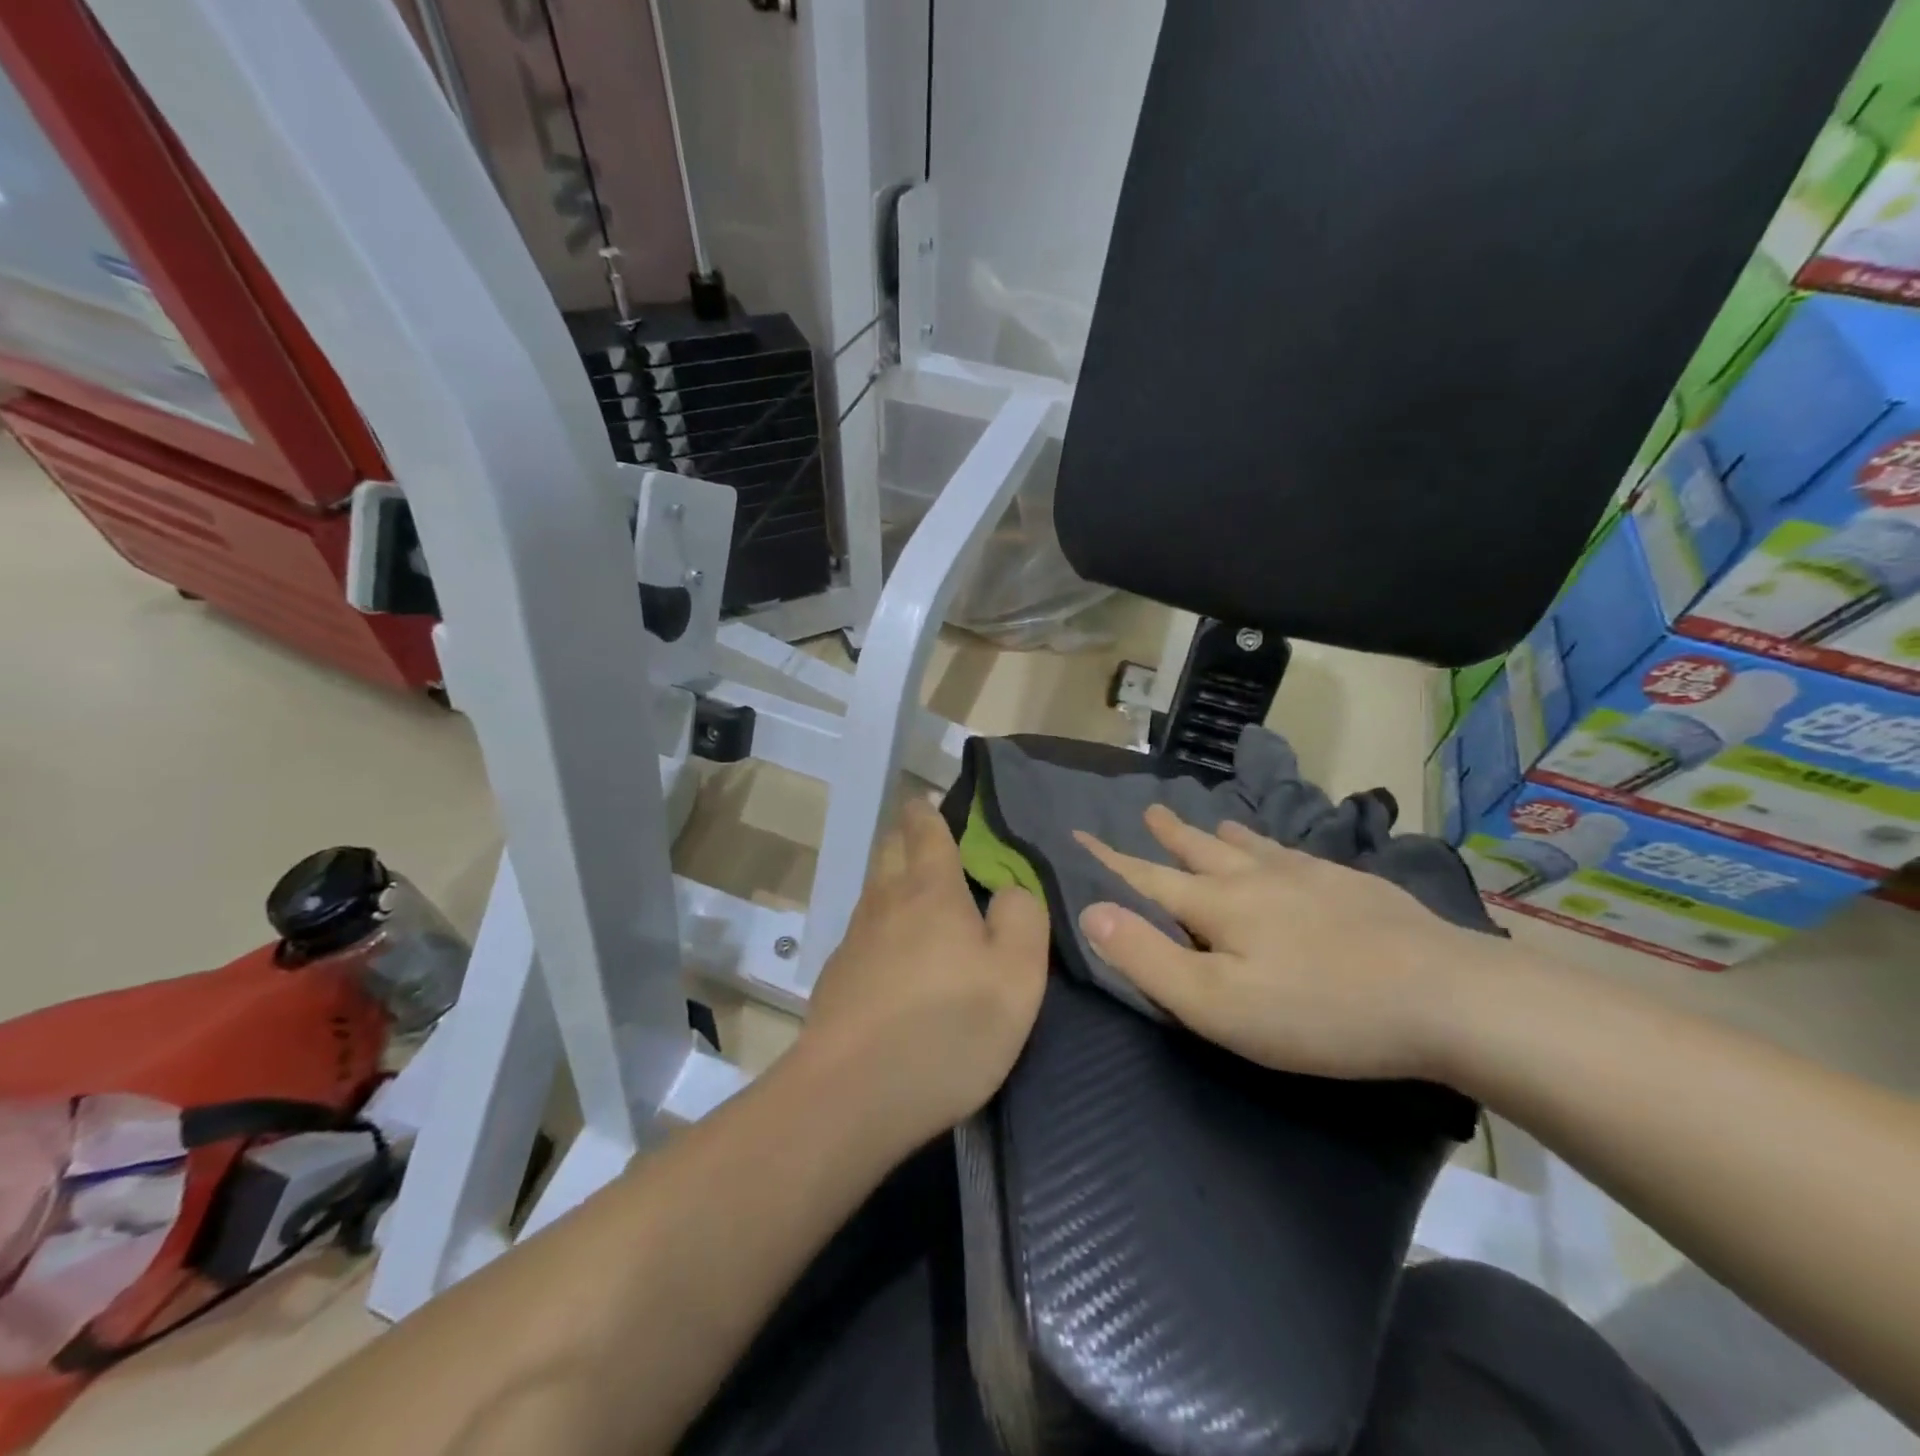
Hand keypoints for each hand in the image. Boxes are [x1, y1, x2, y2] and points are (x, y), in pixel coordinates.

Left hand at [801, 799, 1050, 1145]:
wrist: (851, 1098)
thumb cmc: (947, 1028)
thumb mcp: (1017, 974)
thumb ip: (1023, 917)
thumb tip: (1010, 889)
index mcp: (929, 889)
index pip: (924, 827)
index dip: (931, 810)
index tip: (941, 803)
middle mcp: (885, 902)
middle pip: (890, 849)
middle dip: (910, 837)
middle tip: (942, 850)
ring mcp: (854, 940)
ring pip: (875, 891)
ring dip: (897, 883)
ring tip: (927, 902)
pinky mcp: (837, 980)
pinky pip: (866, 934)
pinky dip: (884, 929)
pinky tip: (900, 960)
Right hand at [1075, 805, 1501, 1081]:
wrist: (1445, 997)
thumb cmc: (1318, 1010)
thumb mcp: (1217, 1003)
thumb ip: (1148, 957)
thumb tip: (1090, 910)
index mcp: (1217, 905)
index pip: (1145, 877)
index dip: (1107, 859)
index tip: (1076, 833)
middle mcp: (1255, 877)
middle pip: (1199, 849)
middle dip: (1168, 834)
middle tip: (1148, 810)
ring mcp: (1308, 876)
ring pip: (1250, 846)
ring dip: (1220, 834)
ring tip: (1210, 821)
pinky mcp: (1352, 887)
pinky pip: (1296, 854)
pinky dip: (1274, 846)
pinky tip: (1287, 852)